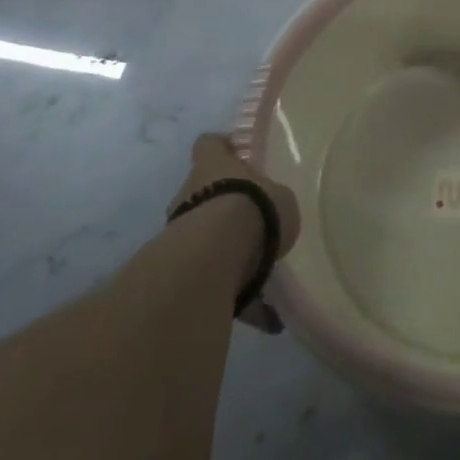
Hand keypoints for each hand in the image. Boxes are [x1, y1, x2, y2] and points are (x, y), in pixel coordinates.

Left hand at [170, 133, 301, 333]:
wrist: (216, 255)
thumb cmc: (254, 207)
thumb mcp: (281, 197)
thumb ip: (273, 201)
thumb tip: (272, 210)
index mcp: (214, 166)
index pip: (209, 144)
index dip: (221, 147)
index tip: (235, 155)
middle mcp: (190, 193)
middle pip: (202, 191)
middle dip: (223, 207)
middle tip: (253, 223)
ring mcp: (178, 231)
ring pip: (201, 236)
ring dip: (224, 250)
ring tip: (260, 274)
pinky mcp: (178, 268)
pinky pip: (210, 276)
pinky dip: (234, 293)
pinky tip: (264, 315)